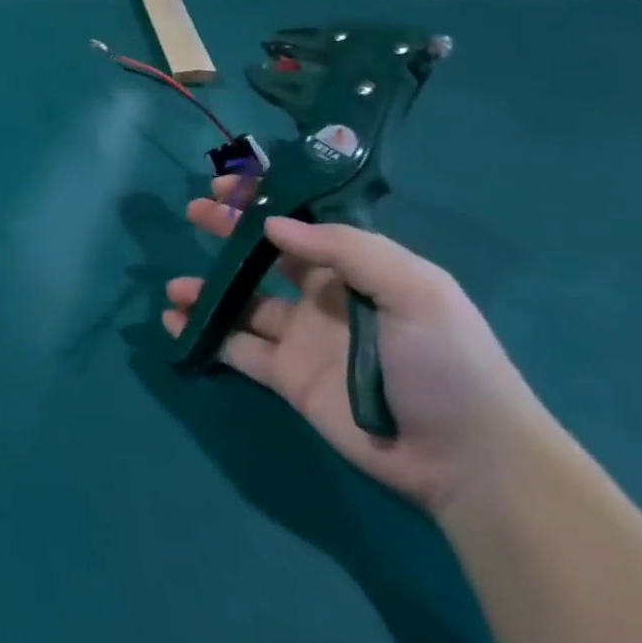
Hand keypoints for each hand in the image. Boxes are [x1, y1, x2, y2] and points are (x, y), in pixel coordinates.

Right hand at [164, 176, 548, 512]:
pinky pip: (236, 348)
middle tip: (193, 213)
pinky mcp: (287, 377)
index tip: (226, 185)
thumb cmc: (446, 362)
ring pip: (242, 304)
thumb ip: (345, 249)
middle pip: (266, 257)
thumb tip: (273, 226)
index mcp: (360, 271)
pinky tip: (175, 323)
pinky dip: (203, 334)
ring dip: (207, 290)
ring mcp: (303, 339)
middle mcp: (325, 298)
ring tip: (174, 288)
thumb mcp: (416, 291)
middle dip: (229, 233)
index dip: (266, 201)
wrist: (466, 457)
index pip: (304, 224)